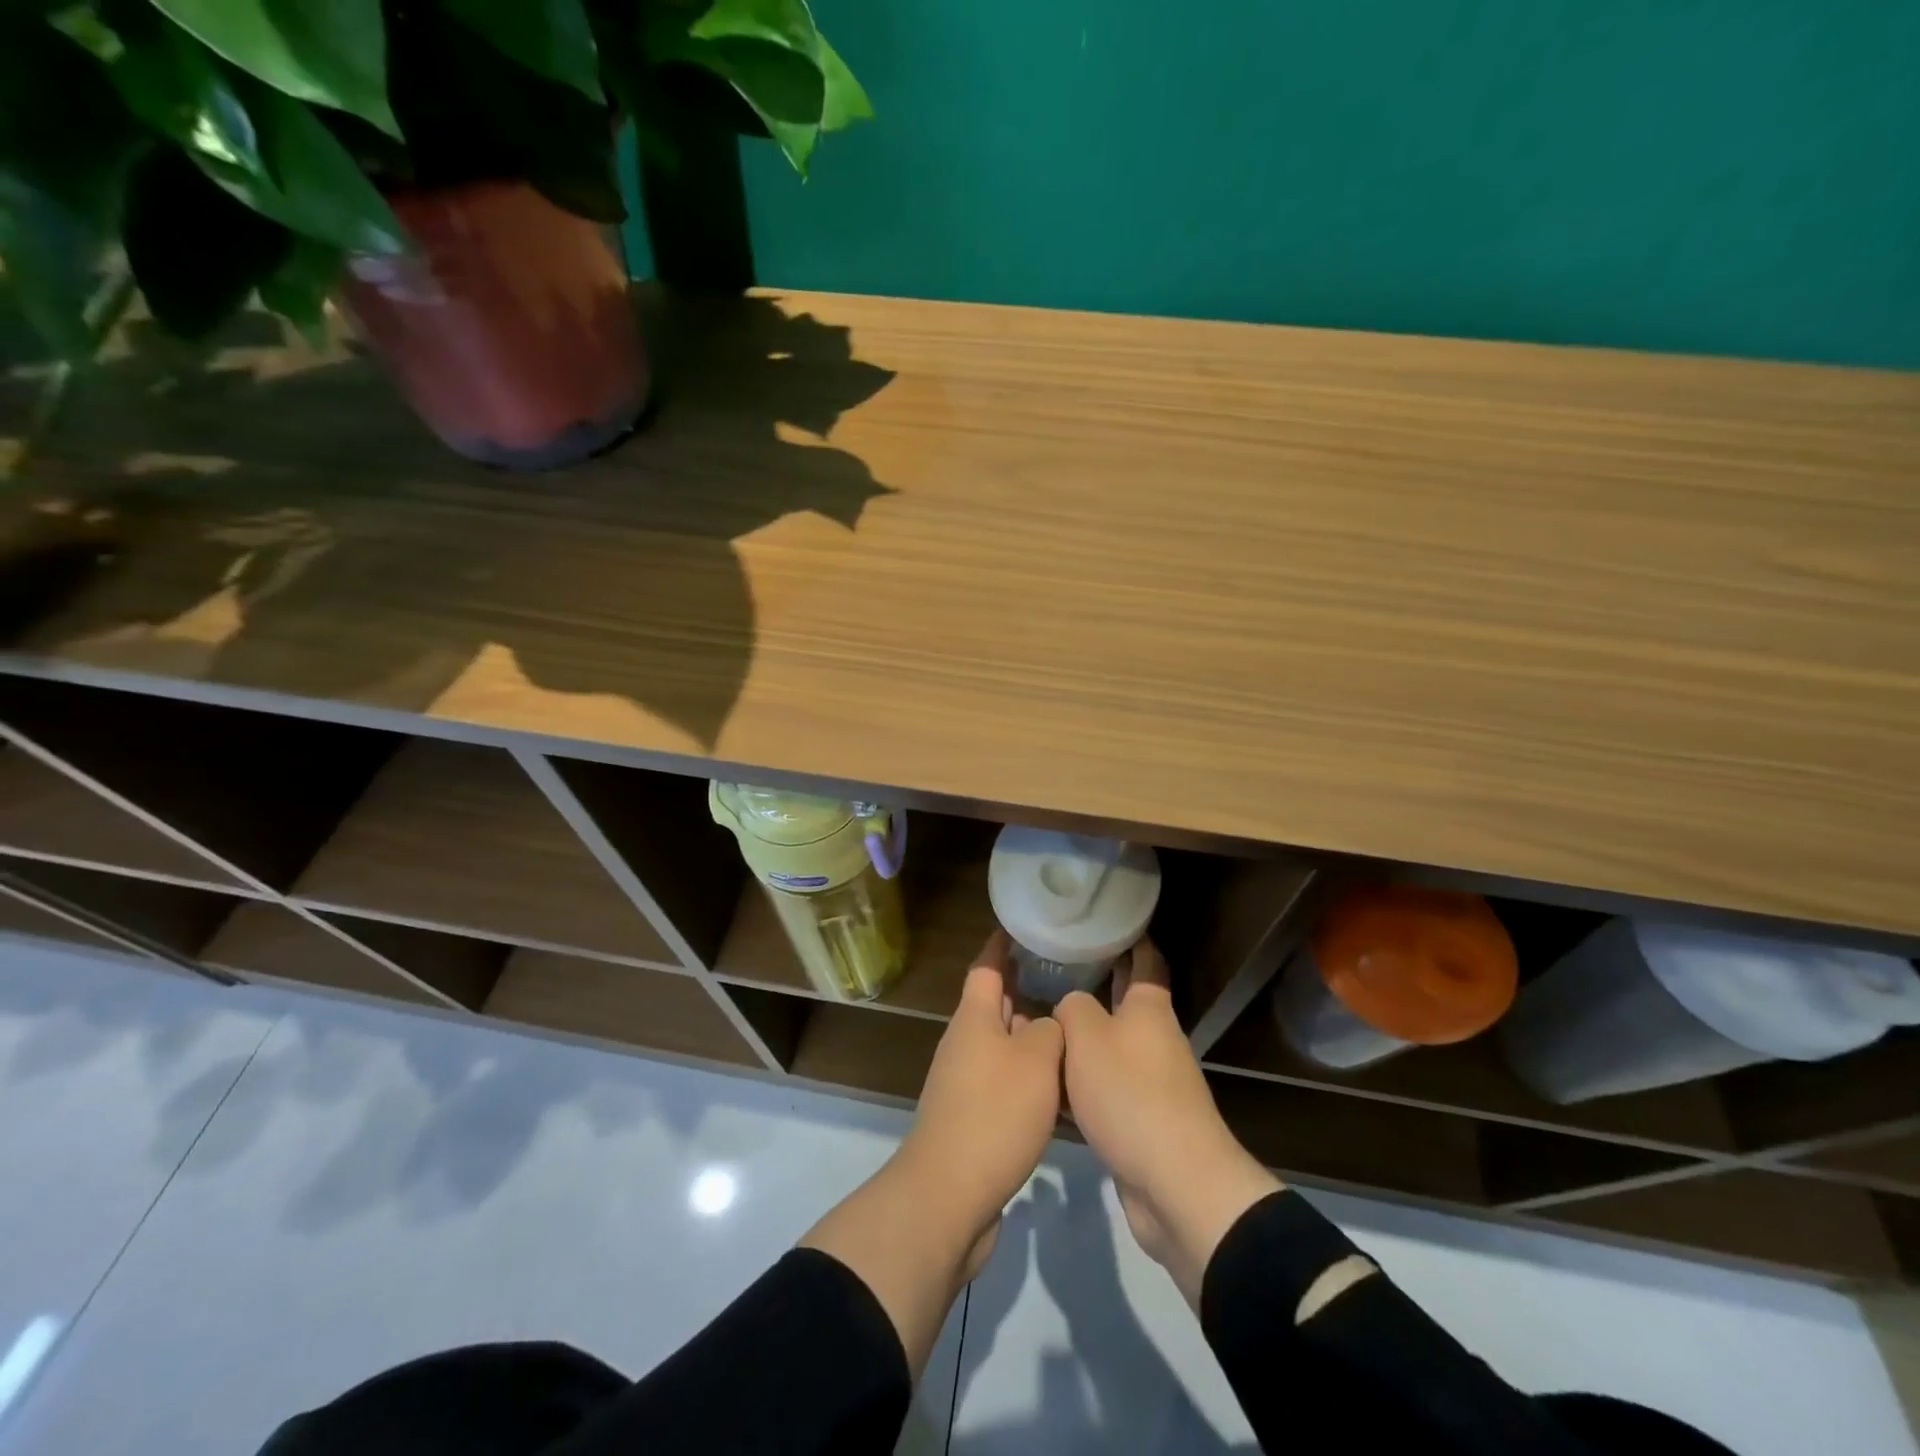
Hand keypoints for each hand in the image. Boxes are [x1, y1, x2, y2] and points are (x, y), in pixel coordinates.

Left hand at [799, 932, 1062, 1376]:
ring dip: (1034, 1039)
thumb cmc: (994, 1113)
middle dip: (1026, 990)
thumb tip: (1051, 1024)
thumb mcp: (1036, 1060)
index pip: (987, 967)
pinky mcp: (974, 1119)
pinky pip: (1007, 1084)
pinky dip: (1032, 1080)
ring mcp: (966, 1082)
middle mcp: (966, 1043)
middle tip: (1066, 978)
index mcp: (974, 1018)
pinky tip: (1063, 1092)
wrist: (949, 1194)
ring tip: (1074, 1033)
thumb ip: (1051, 1030)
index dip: (1002, 945)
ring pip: (1006, 1047)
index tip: (1021, 926)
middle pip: (997, 1006)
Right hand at [1055, 939, 1281, 1306]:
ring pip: (1109, 1046)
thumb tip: (1070, 1005)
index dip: (1130, 938)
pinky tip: (1049, 1083)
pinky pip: (1105, 1088)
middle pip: (1123, 1002)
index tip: (1108, 920)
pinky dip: (1080, 1081)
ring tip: (1041, 1023)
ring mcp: (1151, 1081)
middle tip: (1056, 967)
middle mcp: (1154, 1037)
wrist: (1175, 1183)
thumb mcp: (1087, 1036)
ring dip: (1081, 1037)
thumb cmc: (1130, 1094)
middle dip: (1096, 985)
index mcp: (1148, 1008)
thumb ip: (1071, 1008)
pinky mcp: (1141, 1120)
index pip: (1144, 959)